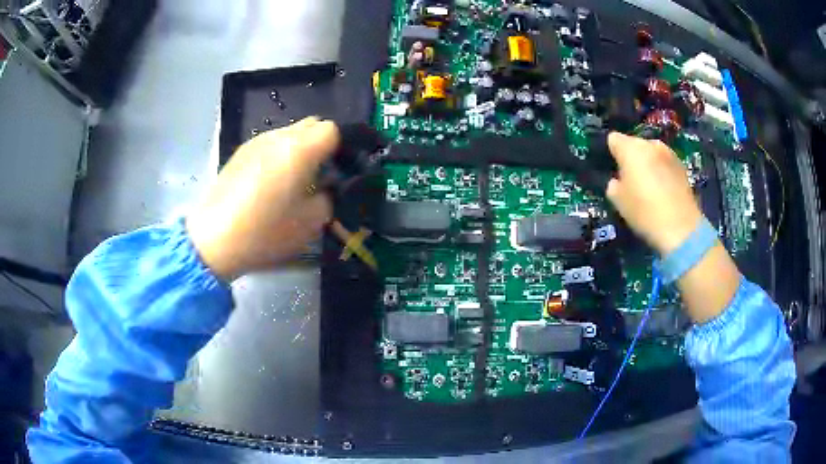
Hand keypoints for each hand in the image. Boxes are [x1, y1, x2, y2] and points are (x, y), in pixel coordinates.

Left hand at [187, 117, 338, 279]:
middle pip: (312, 124)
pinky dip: (278, 155)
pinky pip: (269, 143)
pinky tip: (268, 182)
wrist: (214, 239)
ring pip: (289, 133)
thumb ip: (329, 196)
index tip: (338, 170)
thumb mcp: (311, 223)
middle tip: (319, 174)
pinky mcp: (240, 152)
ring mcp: (256, 142)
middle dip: (321, 144)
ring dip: (299, 149)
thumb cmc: (265, 232)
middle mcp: (278, 136)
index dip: (341, 147)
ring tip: (292, 179)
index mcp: (299, 149)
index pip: (333, 129)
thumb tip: (328, 185)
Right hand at [606, 132, 702, 255]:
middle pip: (635, 144)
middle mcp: (650, 144)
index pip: (613, 139)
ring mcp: (669, 153)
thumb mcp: (618, 202)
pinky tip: (663, 190)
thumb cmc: (644, 212)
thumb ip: (614, 185)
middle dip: (632, 157)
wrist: (681, 228)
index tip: (613, 169)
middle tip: (631, 179)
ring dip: (648, 163)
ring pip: (652, 153)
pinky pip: (665, 163)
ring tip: (649, 185)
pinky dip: (662, 171)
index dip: (612, 153)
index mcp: (630, 148)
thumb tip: (618, 181)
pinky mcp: (682, 166)